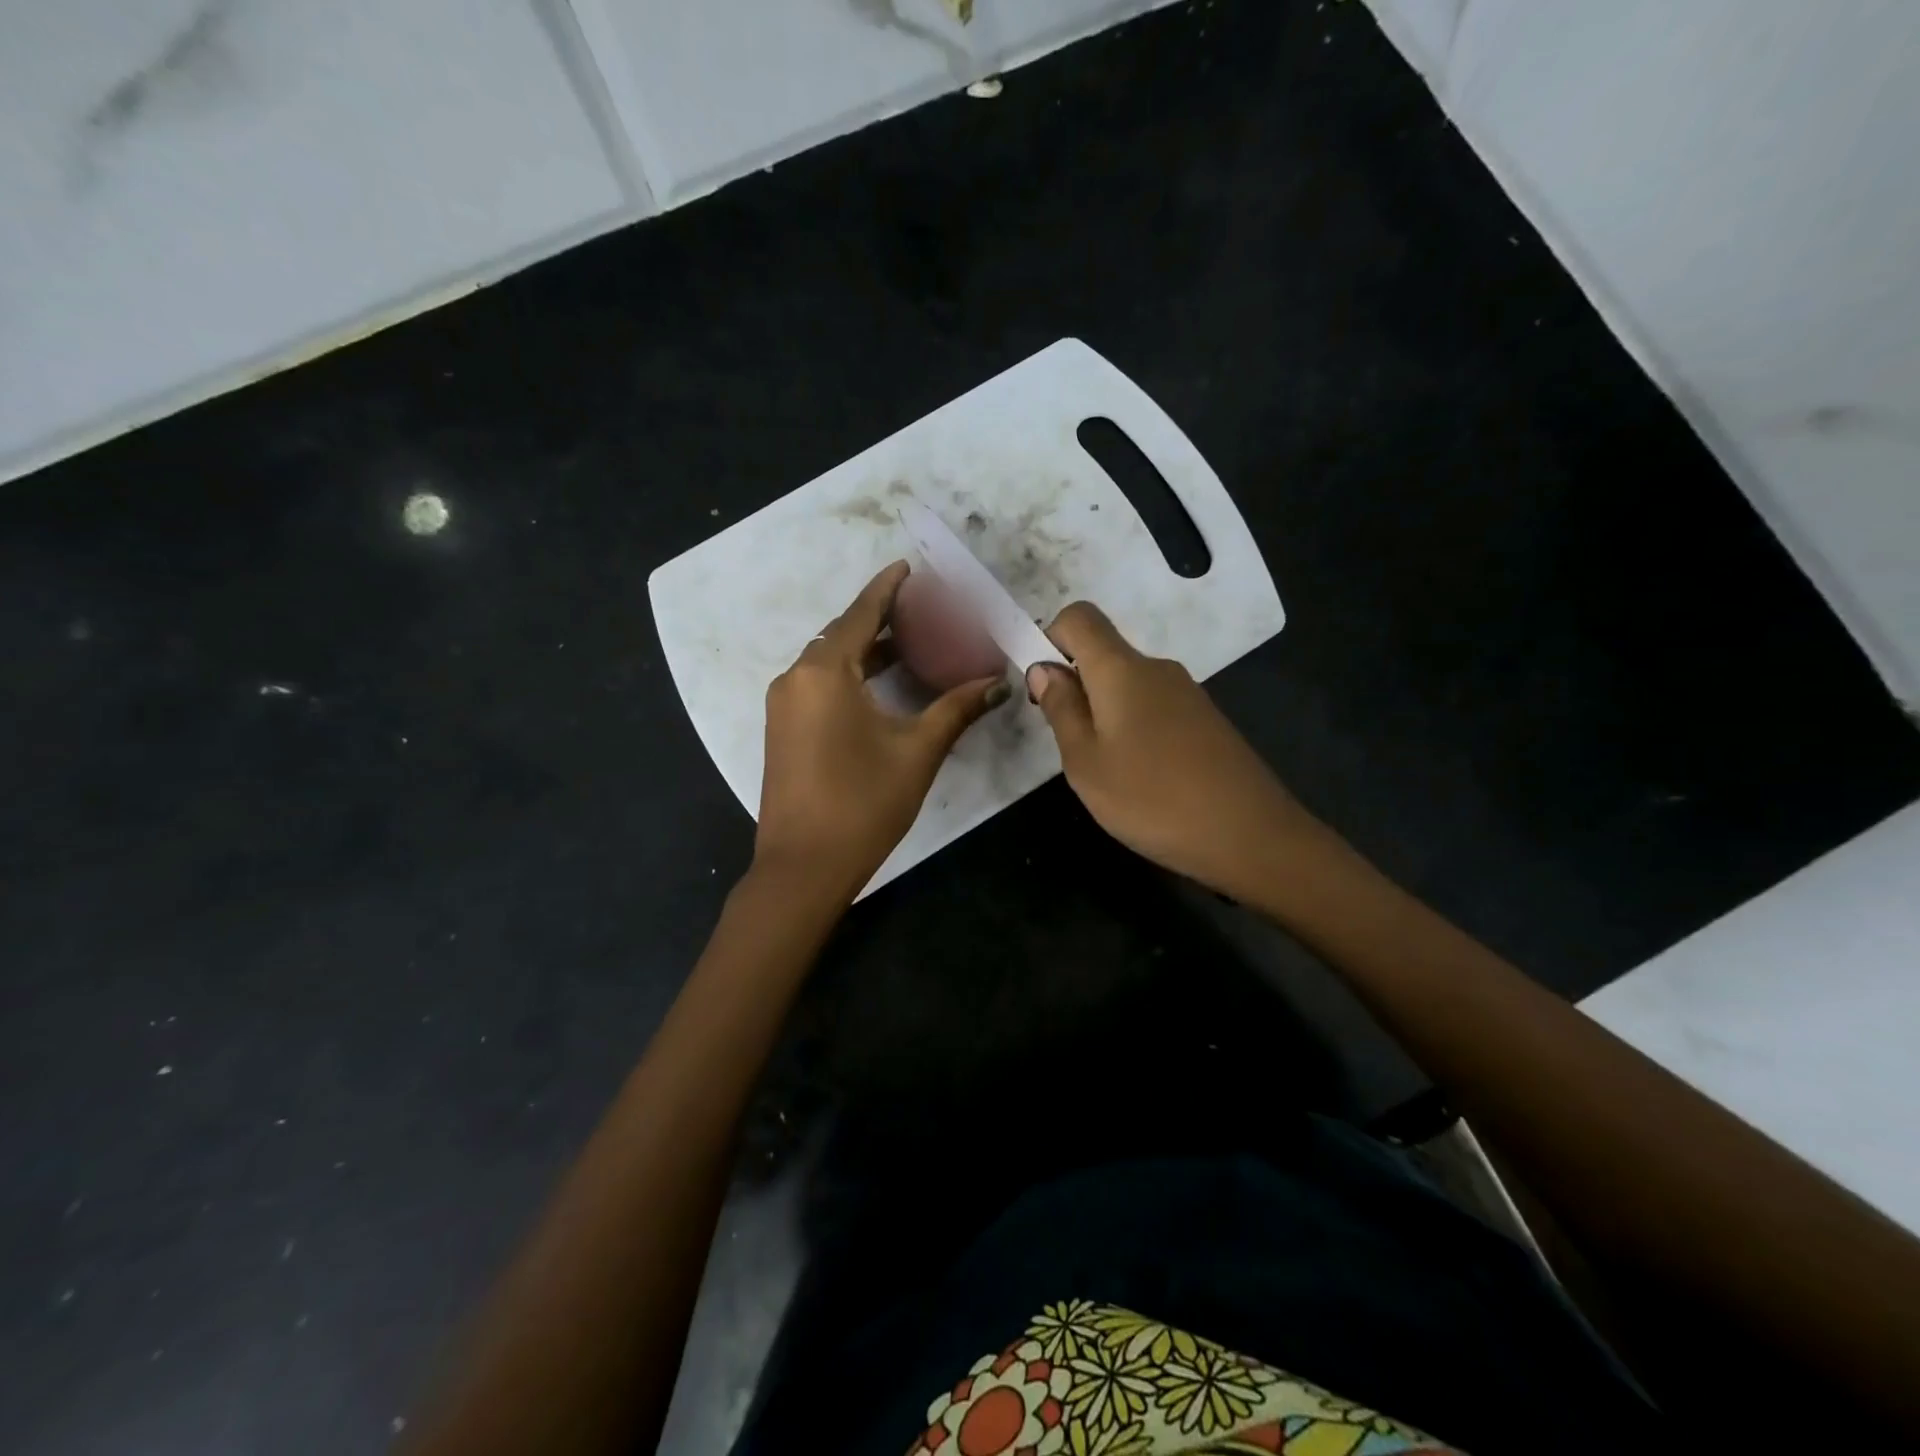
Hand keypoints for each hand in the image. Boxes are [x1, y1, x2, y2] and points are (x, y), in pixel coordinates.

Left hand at [755, 562, 1010, 899]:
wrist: (804, 867)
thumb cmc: (863, 804)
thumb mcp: (918, 751)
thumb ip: (956, 709)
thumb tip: (997, 683)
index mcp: (824, 673)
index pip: (859, 614)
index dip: (887, 589)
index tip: (908, 567)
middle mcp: (795, 678)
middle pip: (841, 634)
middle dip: (878, 618)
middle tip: (921, 609)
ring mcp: (783, 705)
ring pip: (827, 661)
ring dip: (864, 649)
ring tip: (908, 643)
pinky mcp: (782, 729)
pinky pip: (818, 685)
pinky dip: (848, 675)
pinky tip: (880, 684)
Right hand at [1027, 602, 1320, 901]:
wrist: (1251, 837)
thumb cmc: (1152, 798)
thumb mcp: (1085, 761)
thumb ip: (1061, 708)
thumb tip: (1043, 667)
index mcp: (1122, 669)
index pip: (1080, 617)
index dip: (1050, 637)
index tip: (1041, 685)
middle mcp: (1157, 668)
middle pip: (1103, 652)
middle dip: (1073, 684)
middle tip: (1067, 743)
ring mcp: (1187, 694)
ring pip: (1127, 684)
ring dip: (1102, 712)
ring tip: (1104, 769)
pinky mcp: (1205, 721)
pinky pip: (1153, 707)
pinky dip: (1132, 727)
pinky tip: (1141, 776)